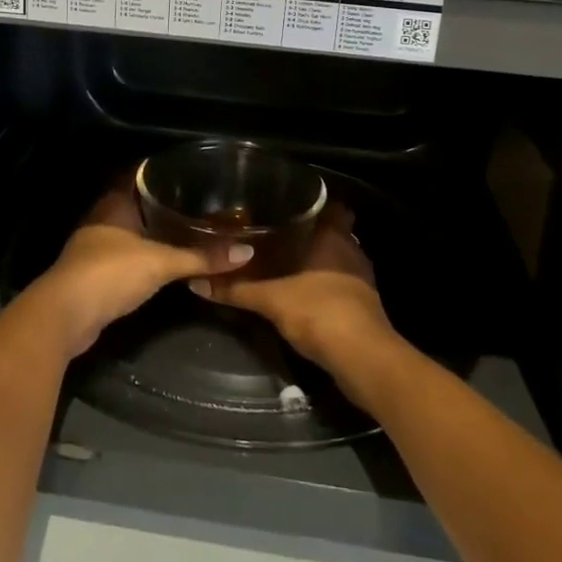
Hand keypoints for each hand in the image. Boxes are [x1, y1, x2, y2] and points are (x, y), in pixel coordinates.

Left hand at [28, 179, 256, 358]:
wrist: (65, 316)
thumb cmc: (110, 273)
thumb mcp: (160, 262)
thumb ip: (201, 257)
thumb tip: (246, 252)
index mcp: (114, 203)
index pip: (138, 176)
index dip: (160, 173)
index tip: (189, 172)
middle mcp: (103, 219)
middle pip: (136, 204)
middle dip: (162, 205)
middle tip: (198, 203)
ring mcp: (96, 247)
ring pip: (131, 232)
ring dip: (154, 233)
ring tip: (188, 230)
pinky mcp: (96, 275)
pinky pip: (127, 256)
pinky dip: (145, 257)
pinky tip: (165, 261)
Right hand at [188, 202, 396, 377]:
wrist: (362, 359)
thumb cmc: (319, 312)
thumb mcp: (271, 300)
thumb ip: (236, 289)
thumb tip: (197, 281)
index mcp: (334, 236)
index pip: (331, 206)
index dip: (314, 203)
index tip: (288, 203)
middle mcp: (351, 250)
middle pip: (334, 231)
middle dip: (311, 232)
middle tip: (278, 232)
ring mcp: (361, 278)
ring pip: (338, 258)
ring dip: (318, 260)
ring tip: (286, 260)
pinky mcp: (364, 304)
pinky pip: (341, 282)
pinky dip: (324, 283)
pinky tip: (302, 291)